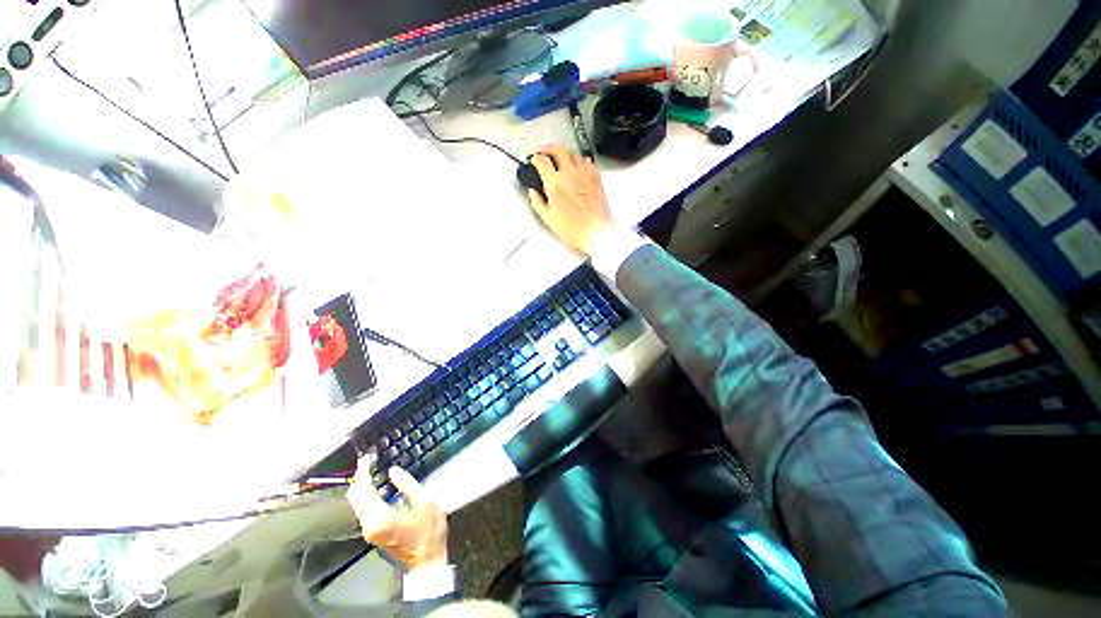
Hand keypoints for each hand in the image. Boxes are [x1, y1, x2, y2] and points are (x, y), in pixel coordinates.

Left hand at [347, 463, 447, 569]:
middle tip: (367, 463)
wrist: (427, 559)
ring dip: (361, 489)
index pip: (365, 490)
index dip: (364, 472)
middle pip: (356, 498)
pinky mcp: (373, 534)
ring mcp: (370, 531)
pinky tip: (373, 490)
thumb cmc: (429, 530)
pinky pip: (363, 512)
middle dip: (360, 479)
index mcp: (381, 517)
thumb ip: (407, 484)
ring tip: (369, 473)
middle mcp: (370, 525)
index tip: (366, 459)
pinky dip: (365, 498)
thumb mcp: (425, 502)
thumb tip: (393, 470)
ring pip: (357, 506)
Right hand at [527, 145, 614, 255]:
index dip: (535, 158)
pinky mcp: (596, 178)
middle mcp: (570, 175)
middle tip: (544, 153)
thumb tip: (533, 193)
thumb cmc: (575, 229)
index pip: (541, 161)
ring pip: (573, 153)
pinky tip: (577, 168)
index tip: (534, 160)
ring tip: (560, 160)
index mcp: (555, 184)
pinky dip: (579, 161)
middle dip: (548, 148)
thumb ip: (537, 202)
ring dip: (565, 154)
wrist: (595, 232)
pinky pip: (587, 161)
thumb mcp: (548, 219)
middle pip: (558, 149)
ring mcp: (584, 175)